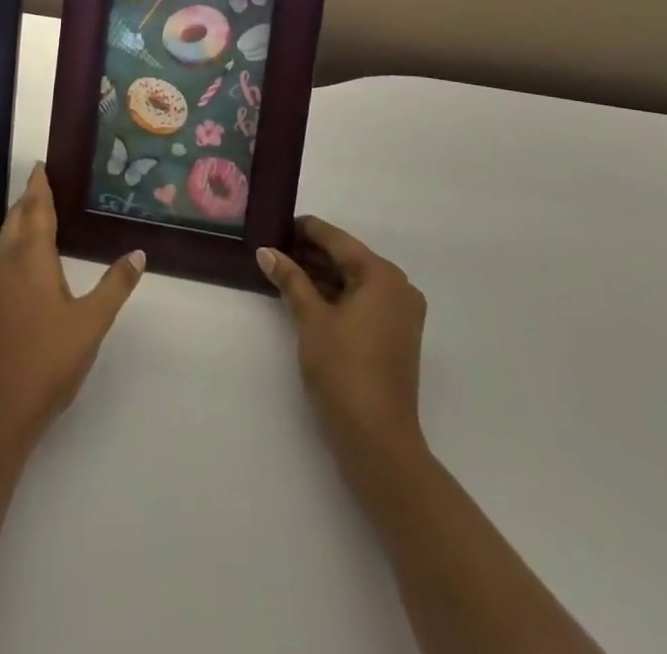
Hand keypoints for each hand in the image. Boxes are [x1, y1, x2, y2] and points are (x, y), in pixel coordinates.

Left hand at [0, 163, 145, 449]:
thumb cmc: (46, 361)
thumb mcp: (91, 323)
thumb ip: (115, 286)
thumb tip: (138, 253)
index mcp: (31, 260)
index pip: (35, 211)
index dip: (39, 187)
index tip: (41, 165)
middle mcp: (7, 267)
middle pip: (15, 221)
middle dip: (28, 200)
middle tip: (44, 183)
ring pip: (6, 243)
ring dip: (20, 223)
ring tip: (39, 215)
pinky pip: (3, 263)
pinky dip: (16, 247)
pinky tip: (29, 264)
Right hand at [259, 216, 427, 460]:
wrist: (377, 442)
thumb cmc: (343, 370)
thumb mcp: (311, 319)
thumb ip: (290, 279)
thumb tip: (266, 251)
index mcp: (382, 275)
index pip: (338, 240)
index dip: (306, 230)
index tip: (277, 224)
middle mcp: (398, 287)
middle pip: (348, 259)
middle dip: (311, 254)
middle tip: (275, 249)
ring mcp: (401, 313)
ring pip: (355, 281)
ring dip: (322, 276)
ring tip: (284, 270)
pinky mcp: (396, 336)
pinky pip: (363, 302)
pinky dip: (337, 296)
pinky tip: (307, 296)